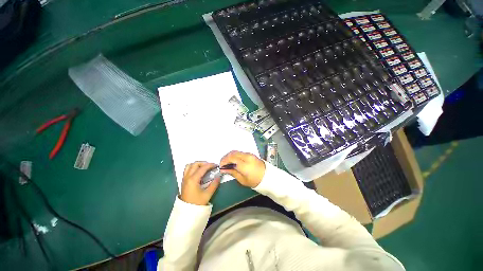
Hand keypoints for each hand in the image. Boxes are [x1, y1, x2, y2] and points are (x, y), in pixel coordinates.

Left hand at [180, 162, 219, 205]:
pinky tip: (198, 172)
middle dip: (204, 163)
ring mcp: (184, 179)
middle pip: (195, 164)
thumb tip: (219, 176)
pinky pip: (187, 170)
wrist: (186, 212)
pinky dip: (193, 167)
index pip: (202, 168)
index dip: (210, 165)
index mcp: (193, 179)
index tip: (216, 165)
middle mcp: (187, 177)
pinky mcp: (183, 181)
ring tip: (204, 168)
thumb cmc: (197, 203)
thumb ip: (214, 184)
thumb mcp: (207, 194)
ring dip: (197, 164)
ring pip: (189, 165)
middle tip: (210, 166)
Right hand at [220, 151, 265, 187]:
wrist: (267, 177)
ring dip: (230, 155)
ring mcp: (249, 154)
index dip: (224, 161)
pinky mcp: (251, 154)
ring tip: (227, 162)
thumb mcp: (242, 180)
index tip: (221, 166)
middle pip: (232, 153)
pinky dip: (235, 155)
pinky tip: (233, 160)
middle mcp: (246, 157)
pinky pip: (240, 152)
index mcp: (244, 164)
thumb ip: (232, 172)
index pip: (231, 158)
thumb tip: (224, 169)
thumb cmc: (255, 180)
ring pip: (236, 151)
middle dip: (225, 157)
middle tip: (222, 164)